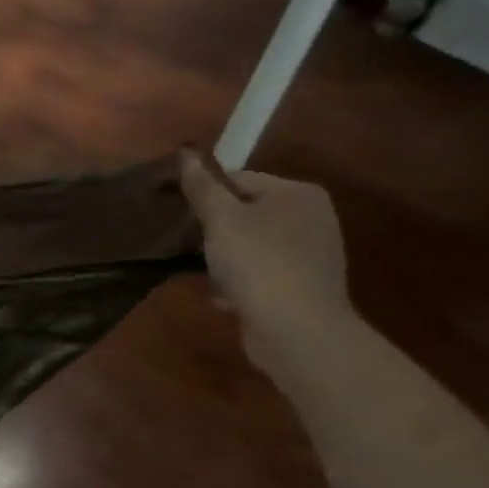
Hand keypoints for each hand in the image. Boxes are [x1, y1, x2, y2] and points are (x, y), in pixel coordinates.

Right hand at [179, 150, 352, 375]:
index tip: (177, 214)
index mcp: (297, 194)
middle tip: (186, 245)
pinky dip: (239, 283)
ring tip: (205, 275)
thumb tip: (186, 153)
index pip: (238, 179)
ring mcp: (310, 255)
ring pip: (248, 246)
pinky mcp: (302, 288)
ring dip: (223, 260)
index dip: (204, 195)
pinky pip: (259, 275)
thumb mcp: (221, 219)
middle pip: (243, 213)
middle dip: (213, 231)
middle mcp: (311, 219)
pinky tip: (224, 298)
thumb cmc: (258, 264)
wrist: (298, 333)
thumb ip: (202, 187)